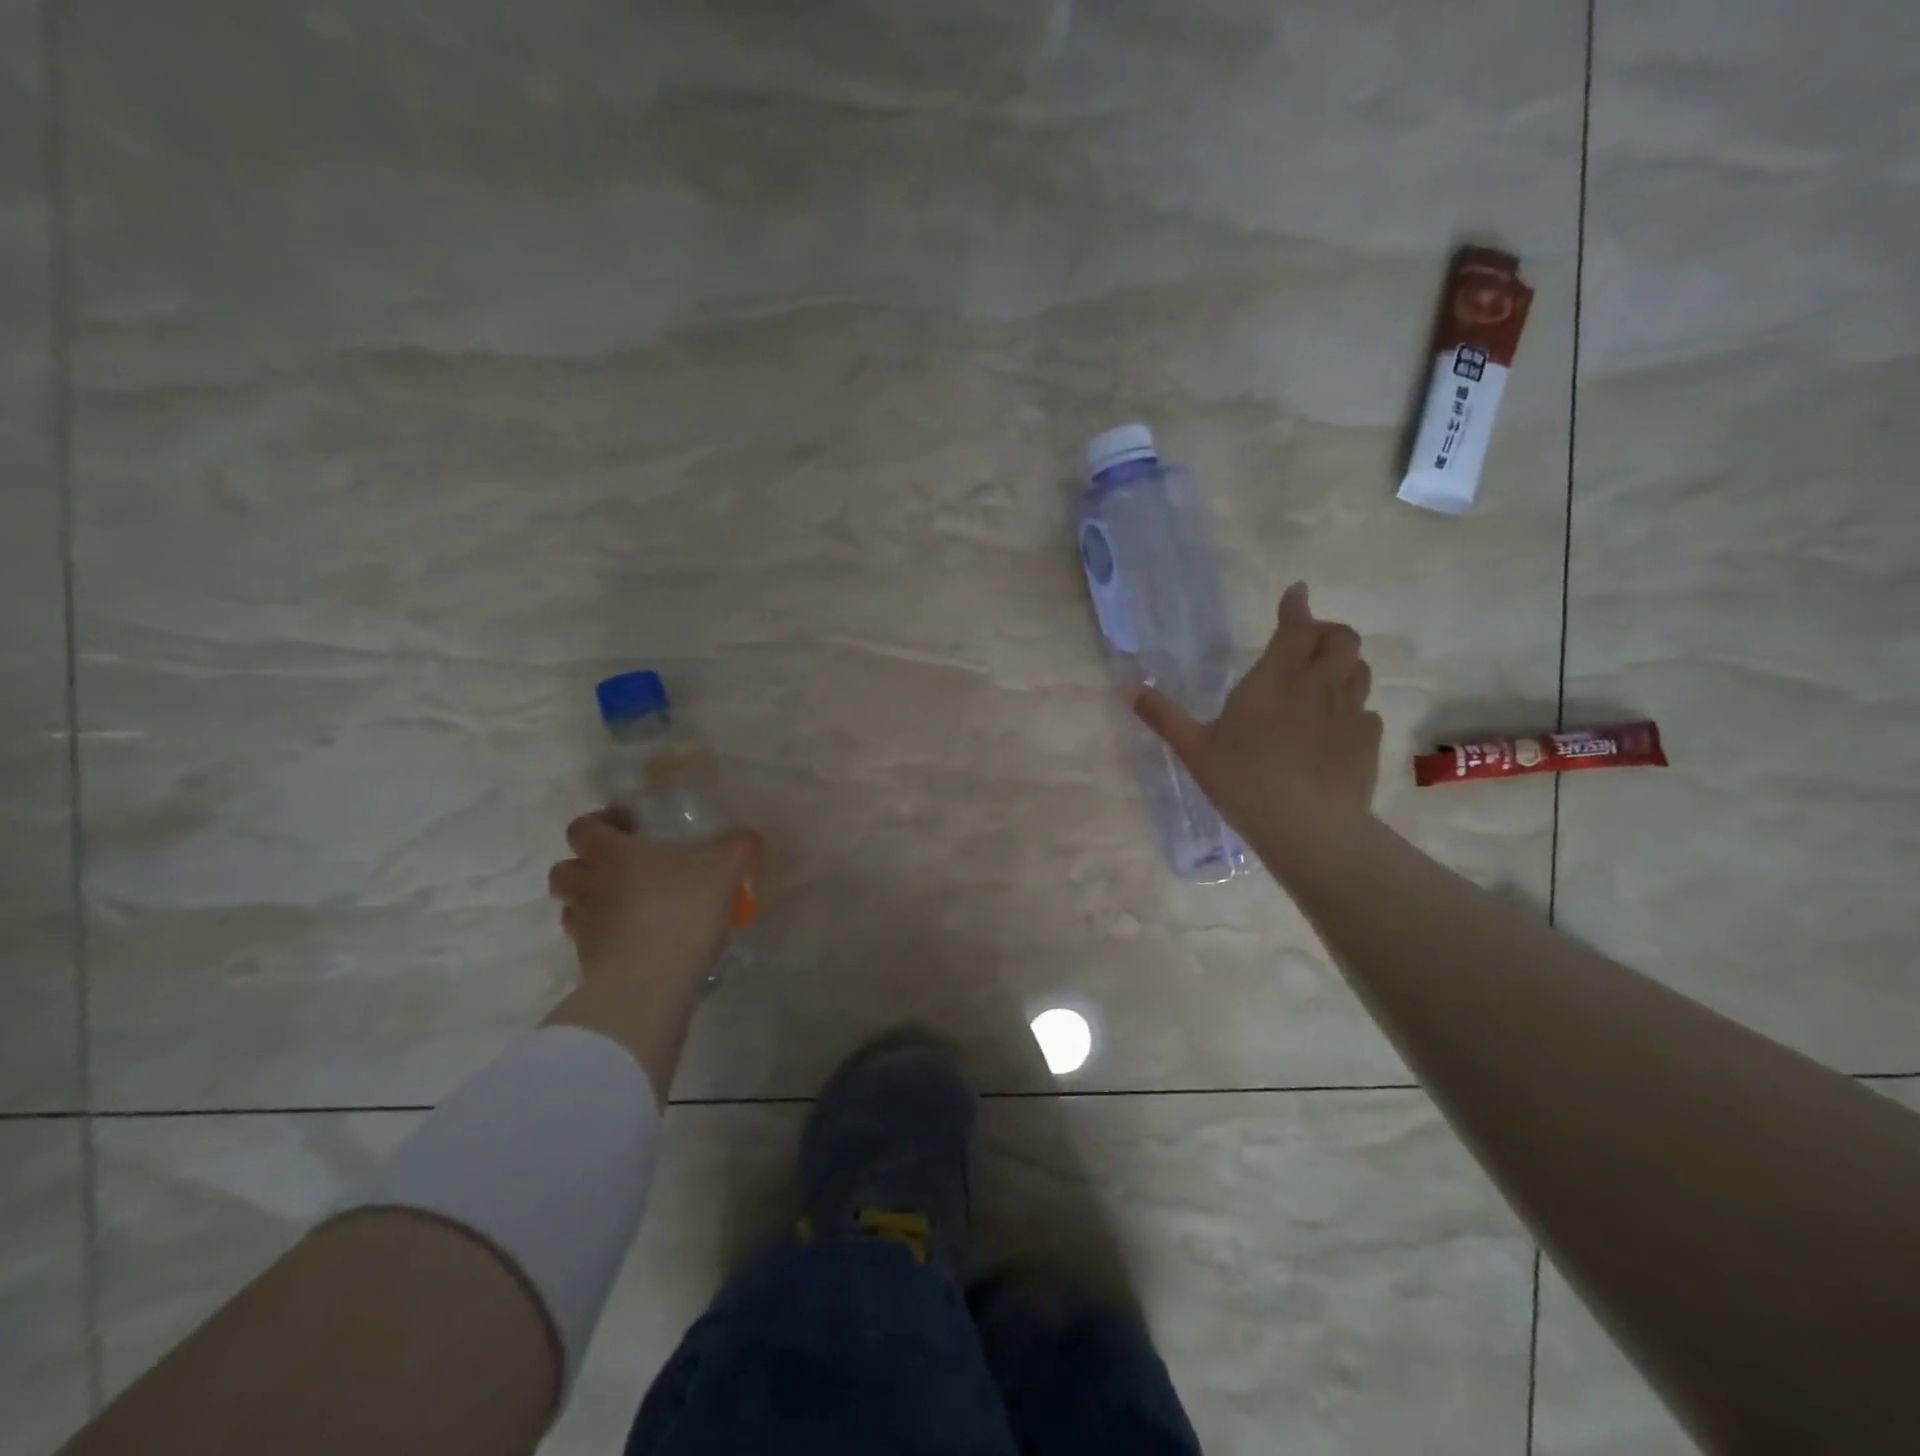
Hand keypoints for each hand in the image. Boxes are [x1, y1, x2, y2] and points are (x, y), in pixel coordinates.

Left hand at [547, 810, 759, 1004]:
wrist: (648, 985)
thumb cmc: (682, 914)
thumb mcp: (724, 874)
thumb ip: (738, 849)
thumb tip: (748, 836)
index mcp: (614, 855)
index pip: (583, 828)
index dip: (598, 823)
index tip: (627, 827)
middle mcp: (590, 886)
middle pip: (564, 869)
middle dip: (584, 865)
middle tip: (619, 869)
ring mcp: (584, 927)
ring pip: (570, 906)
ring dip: (589, 901)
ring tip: (624, 906)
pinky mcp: (587, 962)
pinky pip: (586, 941)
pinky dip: (603, 936)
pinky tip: (633, 940)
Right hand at [1133, 582, 1382, 844]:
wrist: (1308, 827)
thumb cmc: (1243, 781)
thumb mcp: (1193, 750)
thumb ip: (1164, 716)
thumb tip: (1129, 688)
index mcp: (1275, 678)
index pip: (1296, 626)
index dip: (1297, 605)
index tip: (1296, 593)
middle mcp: (1318, 685)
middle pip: (1341, 638)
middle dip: (1326, 632)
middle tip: (1306, 644)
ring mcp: (1349, 712)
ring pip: (1359, 669)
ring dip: (1343, 665)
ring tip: (1322, 680)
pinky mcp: (1367, 741)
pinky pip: (1366, 710)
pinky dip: (1352, 707)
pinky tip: (1334, 727)